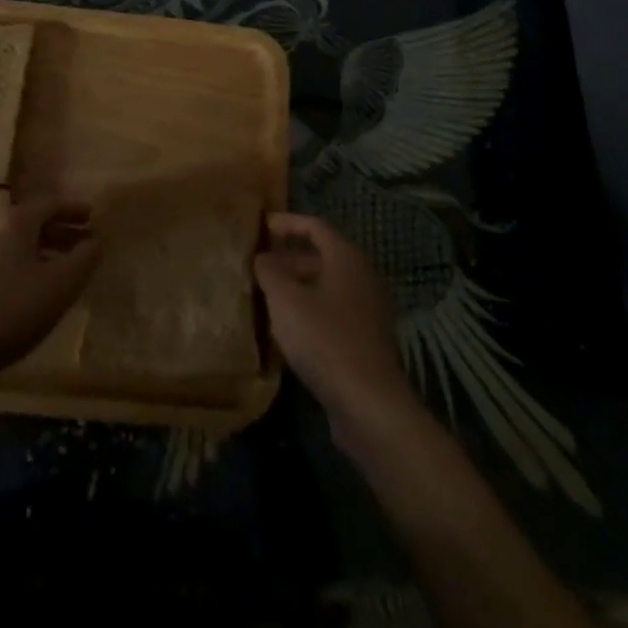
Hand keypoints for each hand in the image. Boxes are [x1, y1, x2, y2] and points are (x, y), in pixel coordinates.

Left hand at [0, 197, 101, 384]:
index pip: (50, 203)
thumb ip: (85, 257)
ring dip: (42, 249)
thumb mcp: (62, 283)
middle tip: (82, 244)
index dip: (74, 209)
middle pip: (32, 221)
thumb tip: (98, 239)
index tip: (93, 217)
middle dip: (60, 231)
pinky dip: (23, 263)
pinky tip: (32, 288)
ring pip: (16, 241)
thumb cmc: (13, 308)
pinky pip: (1, 258)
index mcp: (15, 219)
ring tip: (61, 269)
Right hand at [254, 213, 418, 449]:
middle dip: (288, 258)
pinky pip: (332, 312)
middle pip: (322, 256)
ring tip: (265, 295)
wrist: (369, 404)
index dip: (287, 223)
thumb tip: (262, 257)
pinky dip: (309, 311)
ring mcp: (367, 310)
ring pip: (326, 287)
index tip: (261, 226)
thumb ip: (270, 272)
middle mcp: (361, 277)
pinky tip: (286, 330)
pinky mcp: (365, 340)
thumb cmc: (325, 340)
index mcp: (346, 258)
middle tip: (258, 264)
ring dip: (297, 287)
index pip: (315, 226)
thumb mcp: (286, 301)